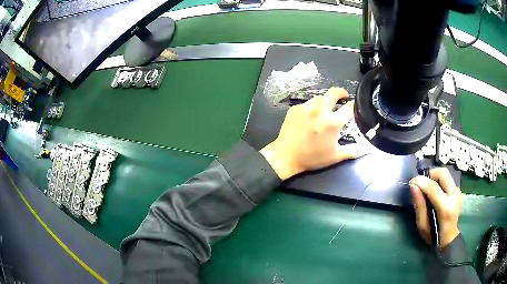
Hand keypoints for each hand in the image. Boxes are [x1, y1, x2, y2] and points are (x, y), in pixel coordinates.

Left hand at [259, 87, 366, 180]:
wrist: (285, 156)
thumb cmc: (312, 158)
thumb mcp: (335, 156)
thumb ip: (352, 151)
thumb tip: (366, 149)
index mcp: (332, 122)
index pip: (349, 107)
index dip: (355, 106)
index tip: (355, 108)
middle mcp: (320, 110)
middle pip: (334, 92)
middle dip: (341, 92)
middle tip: (344, 96)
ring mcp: (306, 107)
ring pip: (320, 97)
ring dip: (326, 100)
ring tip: (327, 107)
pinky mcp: (295, 108)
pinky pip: (307, 103)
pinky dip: (312, 107)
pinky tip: (311, 115)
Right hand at [409, 168, 462, 247]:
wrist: (449, 238)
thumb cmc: (433, 235)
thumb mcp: (422, 225)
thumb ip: (419, 205)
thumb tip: (413, 186)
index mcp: (446, 208)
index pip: (434, 187)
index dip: (421, 181)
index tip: (411, 182)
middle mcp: (454, 196)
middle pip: (443, 173)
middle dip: (430, 174)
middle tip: (421, 183)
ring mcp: (458, 191)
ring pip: (445, 174)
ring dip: (434, 177)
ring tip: (427, 187)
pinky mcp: (458, 190)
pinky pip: (447, 179)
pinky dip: (439, 181)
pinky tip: (435, 192)